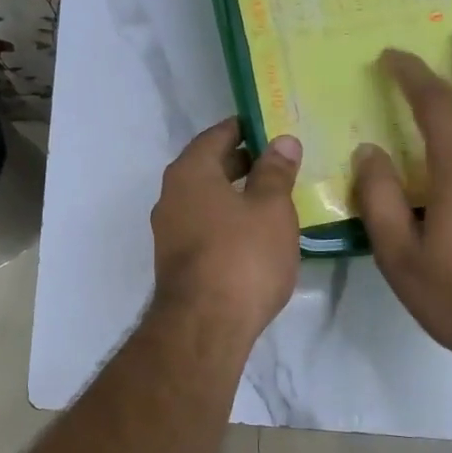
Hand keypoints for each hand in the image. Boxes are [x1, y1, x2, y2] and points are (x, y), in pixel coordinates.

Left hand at [150, 120, 302, 338]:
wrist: (204, 325)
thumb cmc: (242, 256)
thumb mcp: (270, 208)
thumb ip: (275, 172)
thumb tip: (282, 141)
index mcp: (190, 172)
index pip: (217, 135)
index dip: (246, 128)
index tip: (273, 127)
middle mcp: (171, 195)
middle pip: (209, 166)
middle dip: (243, 161)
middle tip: (281, 160)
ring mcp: (169, 230)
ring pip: (206, 198)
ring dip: (236, 193)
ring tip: (275, 196)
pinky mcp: (176, 260)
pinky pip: (205, 225)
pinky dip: (228, 219)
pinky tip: (255, 232)